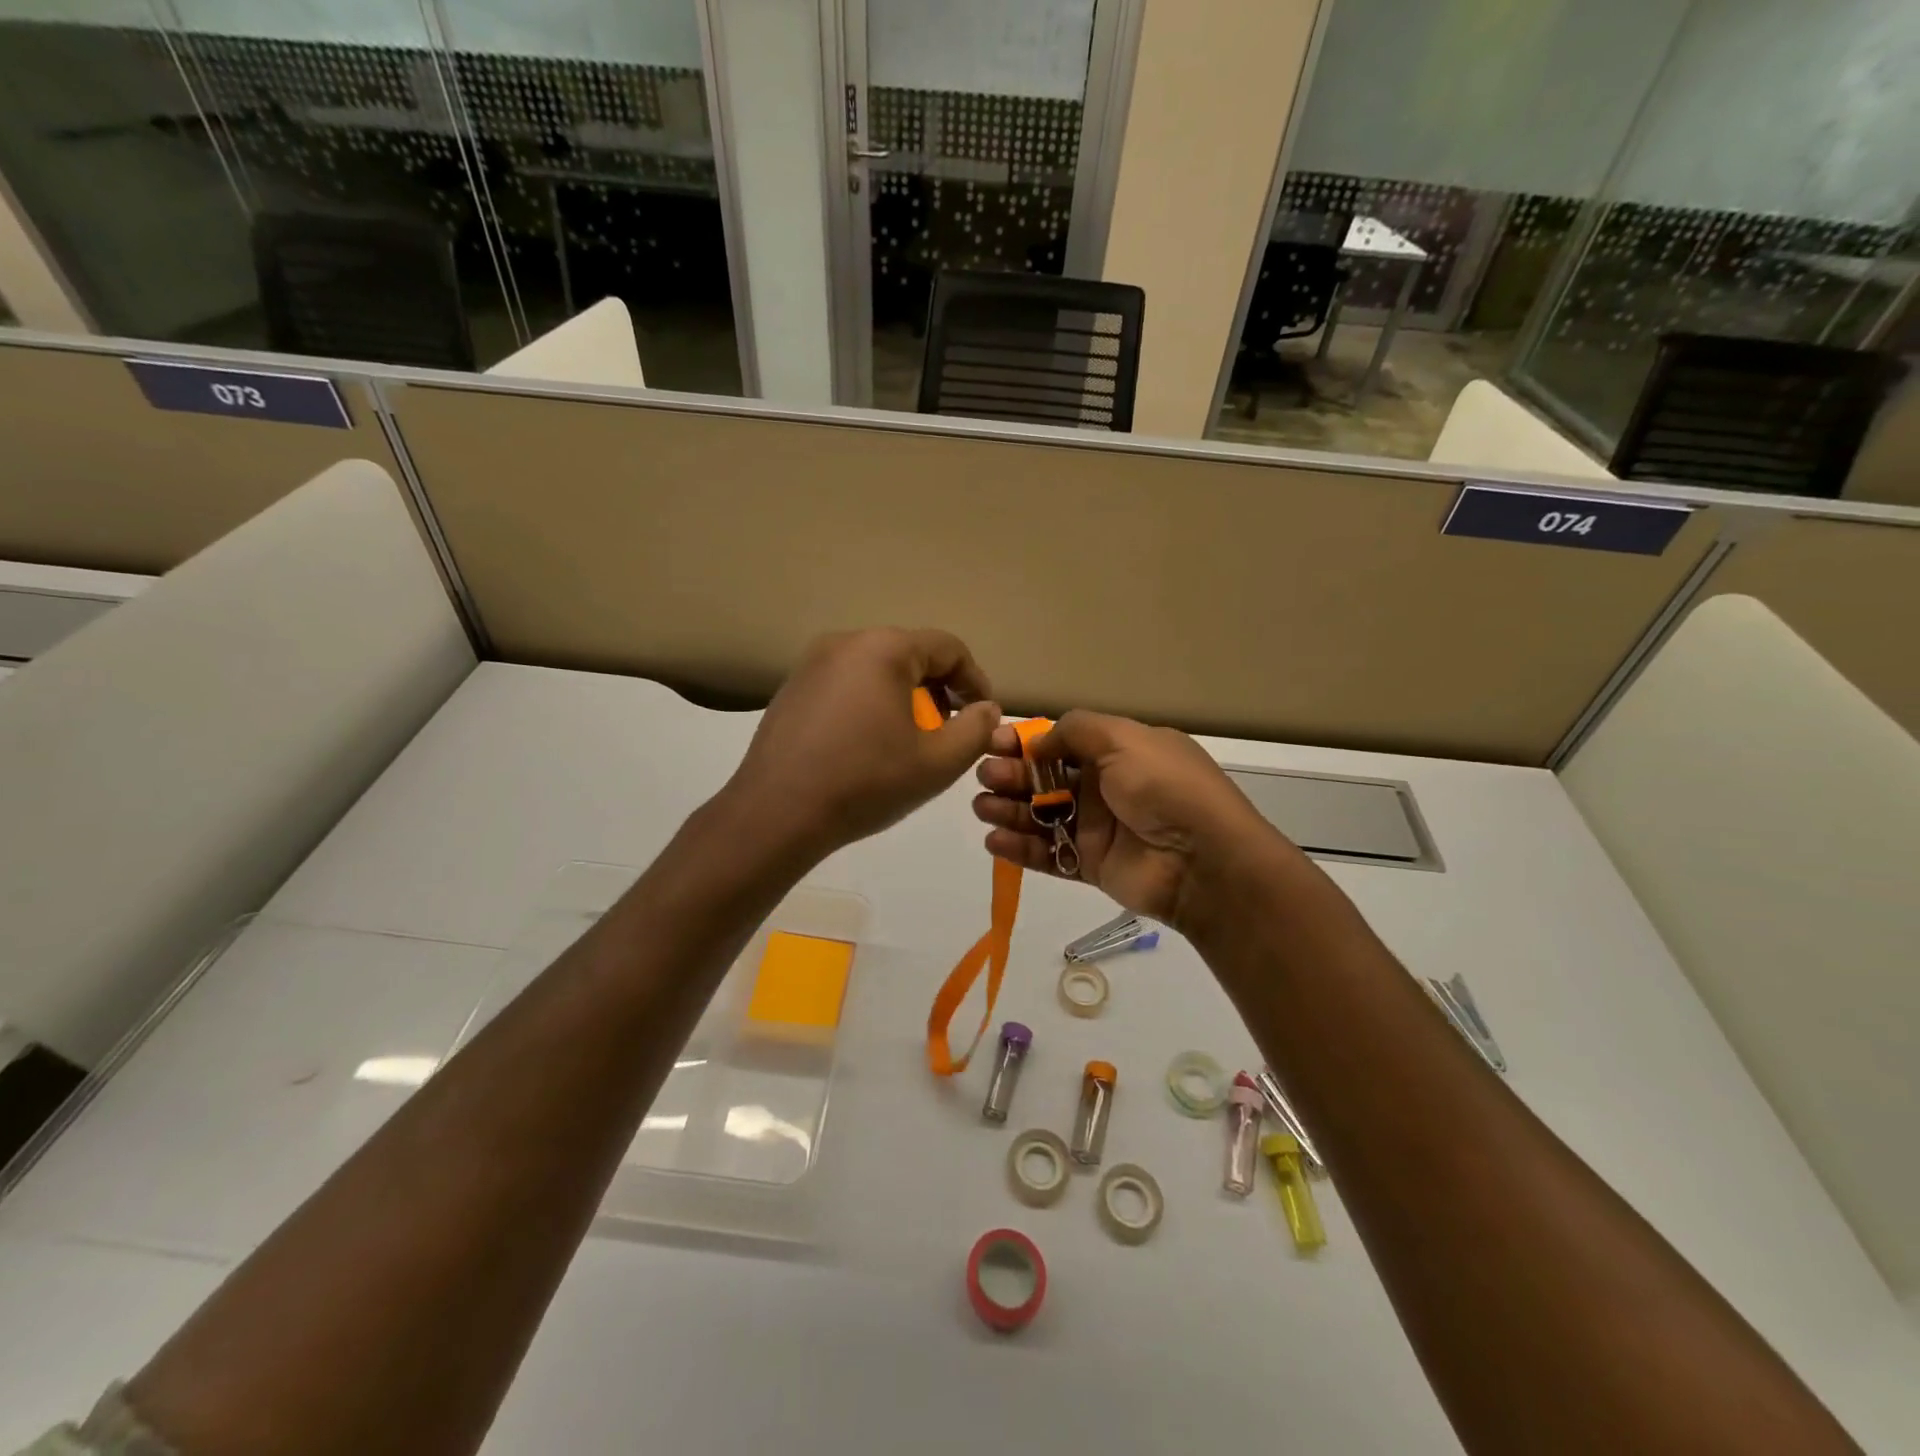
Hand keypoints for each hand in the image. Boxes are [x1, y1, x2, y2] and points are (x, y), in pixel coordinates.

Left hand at [723, 628, 1000, 862]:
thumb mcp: (937, 762)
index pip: (949, 648)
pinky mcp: (792, 689)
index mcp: (884, 648)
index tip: (984, 717)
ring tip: (911, 741)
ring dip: (905, 699)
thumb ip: (976, 730)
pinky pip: (847, 684)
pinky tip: (868, 745)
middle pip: (911, 655)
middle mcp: (845, 642)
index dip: (976, 681)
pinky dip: (870, 704)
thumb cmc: (865, 782)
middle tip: (950, 732)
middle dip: (940, 691)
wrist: (776, 813)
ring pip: (877, 669)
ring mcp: (812, 664)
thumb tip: (987, 709)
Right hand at [972, 710, 1295, 931]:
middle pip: (1046, 778)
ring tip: (982, 808)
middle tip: (985, 777)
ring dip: (1009, 810)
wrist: (1203, 861)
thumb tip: (1037, 741)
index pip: (1062, 742)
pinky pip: (1048, 855)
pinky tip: (994, 840)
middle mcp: (1105, 787)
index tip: (994, 743)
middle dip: (1012, 775)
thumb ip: (1075, 731)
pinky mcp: (1090, 866)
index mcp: (1118, 752)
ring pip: (1042, 816)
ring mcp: (1097, 828)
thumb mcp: (1124, 739)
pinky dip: (1020, 848)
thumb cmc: (1164, 788)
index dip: (1027, 742)